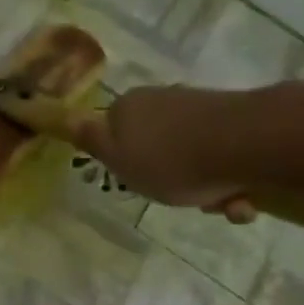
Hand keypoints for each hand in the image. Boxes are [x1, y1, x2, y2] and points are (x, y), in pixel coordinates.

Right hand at [69, 84, 264, 222]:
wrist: (248, 144)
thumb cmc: (172, 160)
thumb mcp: (117, 156)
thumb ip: (88, 137)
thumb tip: (55, 113)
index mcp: (129, 107)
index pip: (114, 134)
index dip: (124, 161)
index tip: (136, 181)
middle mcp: (164, 100)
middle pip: (157, 148)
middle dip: (171, 179)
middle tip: (179, 198)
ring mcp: (202, 108)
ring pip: (194, 158)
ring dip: (206, 189)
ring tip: (220, 204)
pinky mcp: (237, 120)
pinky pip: (225, 159)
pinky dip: (231, 183)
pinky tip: (242, 198)